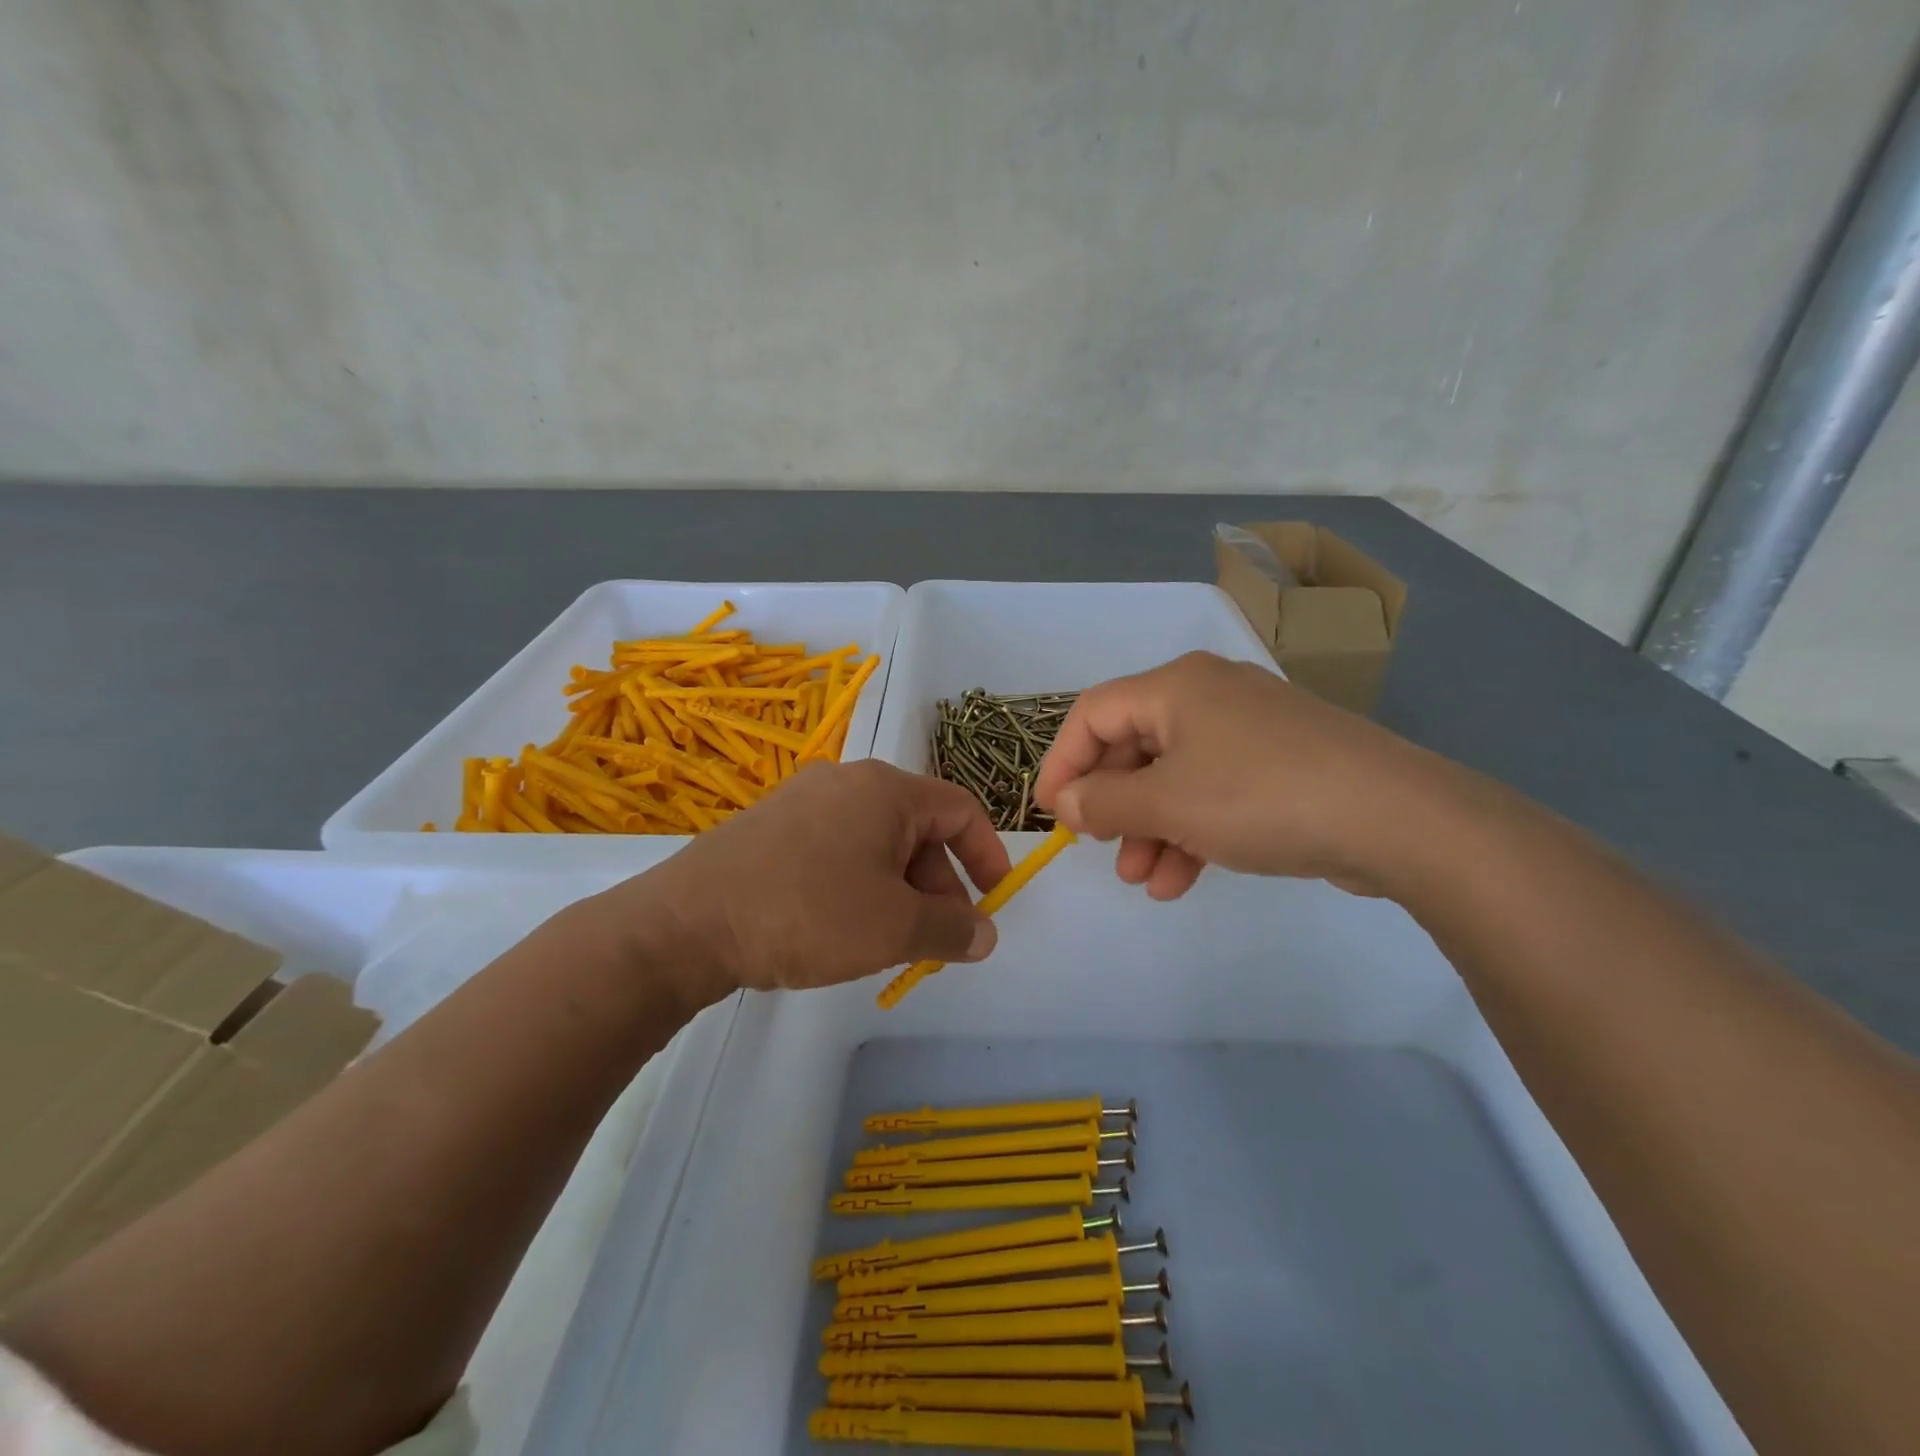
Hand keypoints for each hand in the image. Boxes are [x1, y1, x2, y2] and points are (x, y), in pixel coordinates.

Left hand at [599, 760, 1012, 1000]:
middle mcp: (847, 780)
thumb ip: (952, 929)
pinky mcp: (771, 825)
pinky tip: (840, 926)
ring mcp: (803, 799)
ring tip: (888, 940)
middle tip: (935, 938)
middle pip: (918, 826)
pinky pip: (836, 847)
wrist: (686, 923)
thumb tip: (985, 933)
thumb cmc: (807, 913)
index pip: (960, 809)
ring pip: (876, 841)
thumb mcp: (893, 927)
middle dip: (938, 884)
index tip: (994, 900)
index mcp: (885, 788)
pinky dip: (858, 883)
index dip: (987, 855)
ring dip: (899, 889)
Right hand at [1032, 651, 1457, 899]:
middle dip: (1112, 804)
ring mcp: (1248, 730)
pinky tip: (1181, 879)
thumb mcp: (1167, 802)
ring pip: (1174, 776)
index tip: (1052, 815)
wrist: (1396, 818)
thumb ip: (1104, 801)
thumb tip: (1065, 801)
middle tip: (1100, 849)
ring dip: (1150, 828)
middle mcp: (1208, 696)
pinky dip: (1191, 831)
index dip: (1062, 763)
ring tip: (1141, 880)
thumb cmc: (1260, 796)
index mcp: (1175, 687)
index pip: (1093, 714)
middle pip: (1134, 746)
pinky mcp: (1279, 765)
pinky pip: (1214, 792)